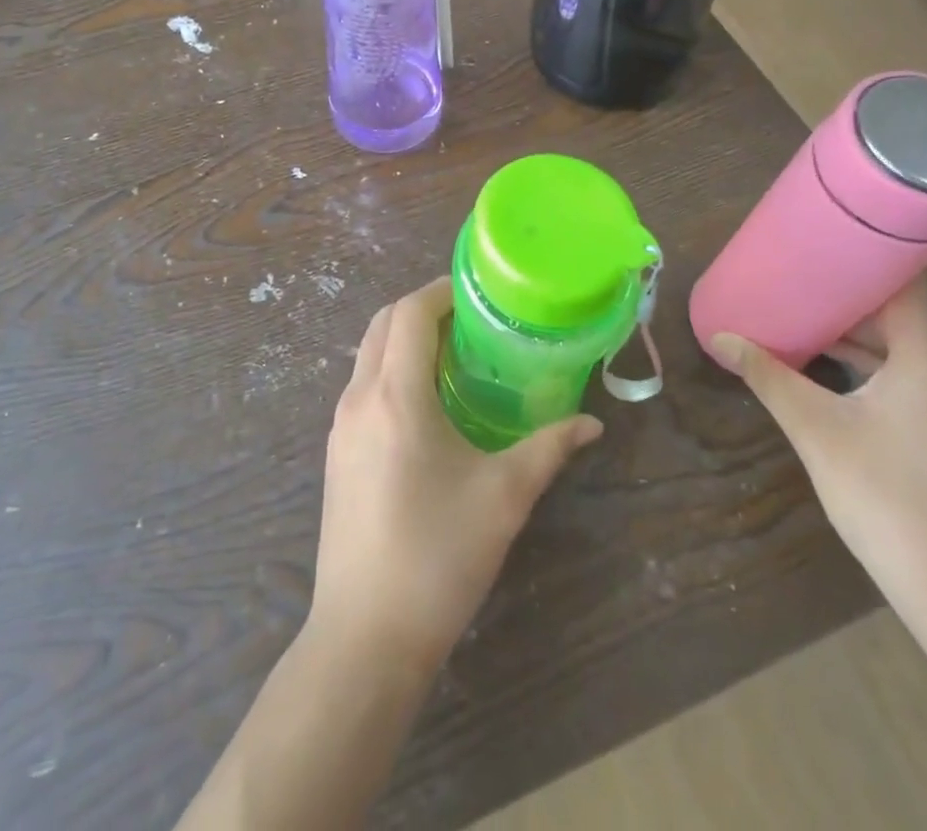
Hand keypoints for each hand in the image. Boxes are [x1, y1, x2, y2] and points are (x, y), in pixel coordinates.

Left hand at [310, 278, 602, 674]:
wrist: (365, 635)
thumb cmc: (438, 556)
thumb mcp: (504, 497)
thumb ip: (548, 450)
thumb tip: (590, 425)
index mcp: (395, 395)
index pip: (409, 313)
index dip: (439, 291)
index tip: (475, 293)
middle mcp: (358, 397)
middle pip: (381, 324)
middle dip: (421, 308)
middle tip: (469, 319)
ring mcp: (340, 425)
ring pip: (366, 353)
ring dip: (402, 338)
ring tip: (452, 353)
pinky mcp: (335, 451)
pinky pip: (361, 384)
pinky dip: (389, 369)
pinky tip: (425, 401)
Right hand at [708, 279, 926, 612]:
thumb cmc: (885, 494)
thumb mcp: (815, 428)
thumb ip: (768, 375)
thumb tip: (721, 336)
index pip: (906, 284)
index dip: (868, 256)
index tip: (824, 237)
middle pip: (901, 313)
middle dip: (847, 294)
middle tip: (796, 273)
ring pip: (903, 348)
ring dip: (855, 332)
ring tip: (799, 313)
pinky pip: (908, 376)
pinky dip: (870, 364)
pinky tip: (825, 367)